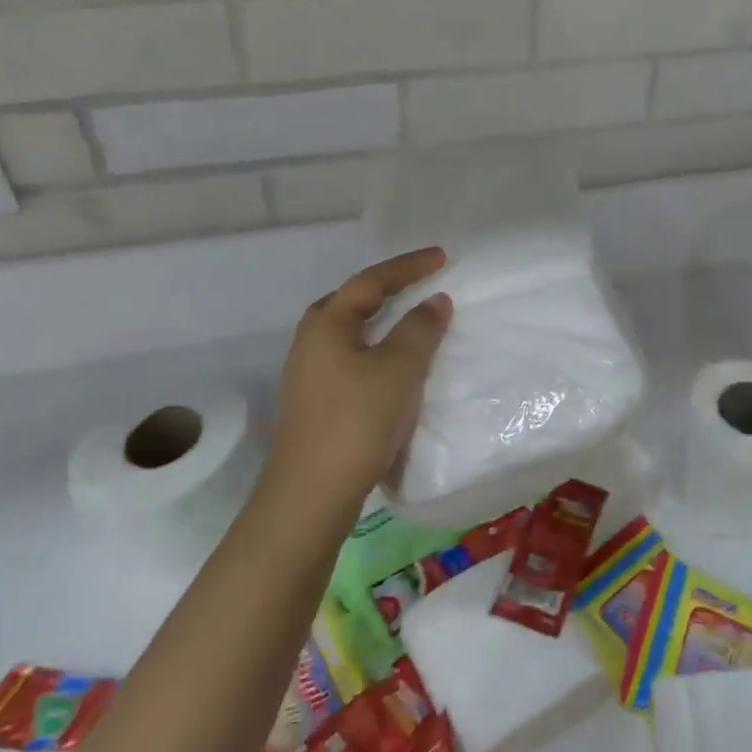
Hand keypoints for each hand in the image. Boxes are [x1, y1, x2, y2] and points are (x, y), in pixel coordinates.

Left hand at [266, 247, 452, 513]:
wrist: (312, 494)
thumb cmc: (358, 419)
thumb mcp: (400, 368)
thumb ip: (420, 328)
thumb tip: (434, 301)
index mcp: (326, 324)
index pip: (370, 281)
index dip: (408, 266)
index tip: (442, 257)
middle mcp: (310, 342)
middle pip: (351, 302)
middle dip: (386, 289)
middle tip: (419, 284)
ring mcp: (308, 375)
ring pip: (349, 333)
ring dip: (382, 322)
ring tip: (412, 320)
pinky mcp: (316, 403)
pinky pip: (350, 359)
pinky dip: (376, 350)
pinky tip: (394, 367)